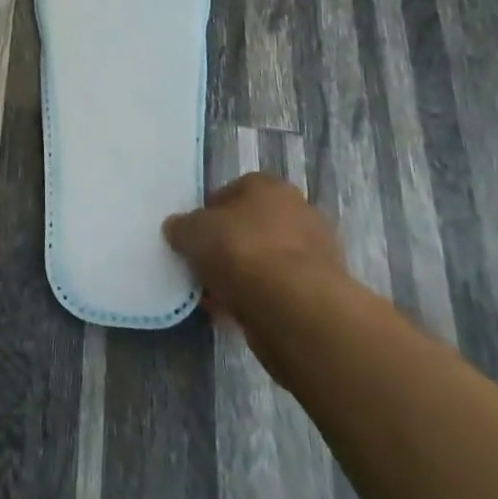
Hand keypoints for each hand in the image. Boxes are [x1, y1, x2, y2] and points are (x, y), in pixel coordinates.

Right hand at [163, 172, 344, 323]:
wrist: (295, 310)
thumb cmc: (241, 252)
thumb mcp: (193, 232)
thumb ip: (182, 227)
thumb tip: (177, 229)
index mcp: (269, 186)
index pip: (231, 191)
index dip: (207, 213)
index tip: (192, 236)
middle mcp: (297, 211)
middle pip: (250, 227)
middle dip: (226, 246)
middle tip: (202, 266)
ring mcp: (314, 254)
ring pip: (264, 261)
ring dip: (241, 276)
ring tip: (214, 296)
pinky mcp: (320, 292)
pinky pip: (277, 290)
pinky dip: (258, 299)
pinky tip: (235, 313)